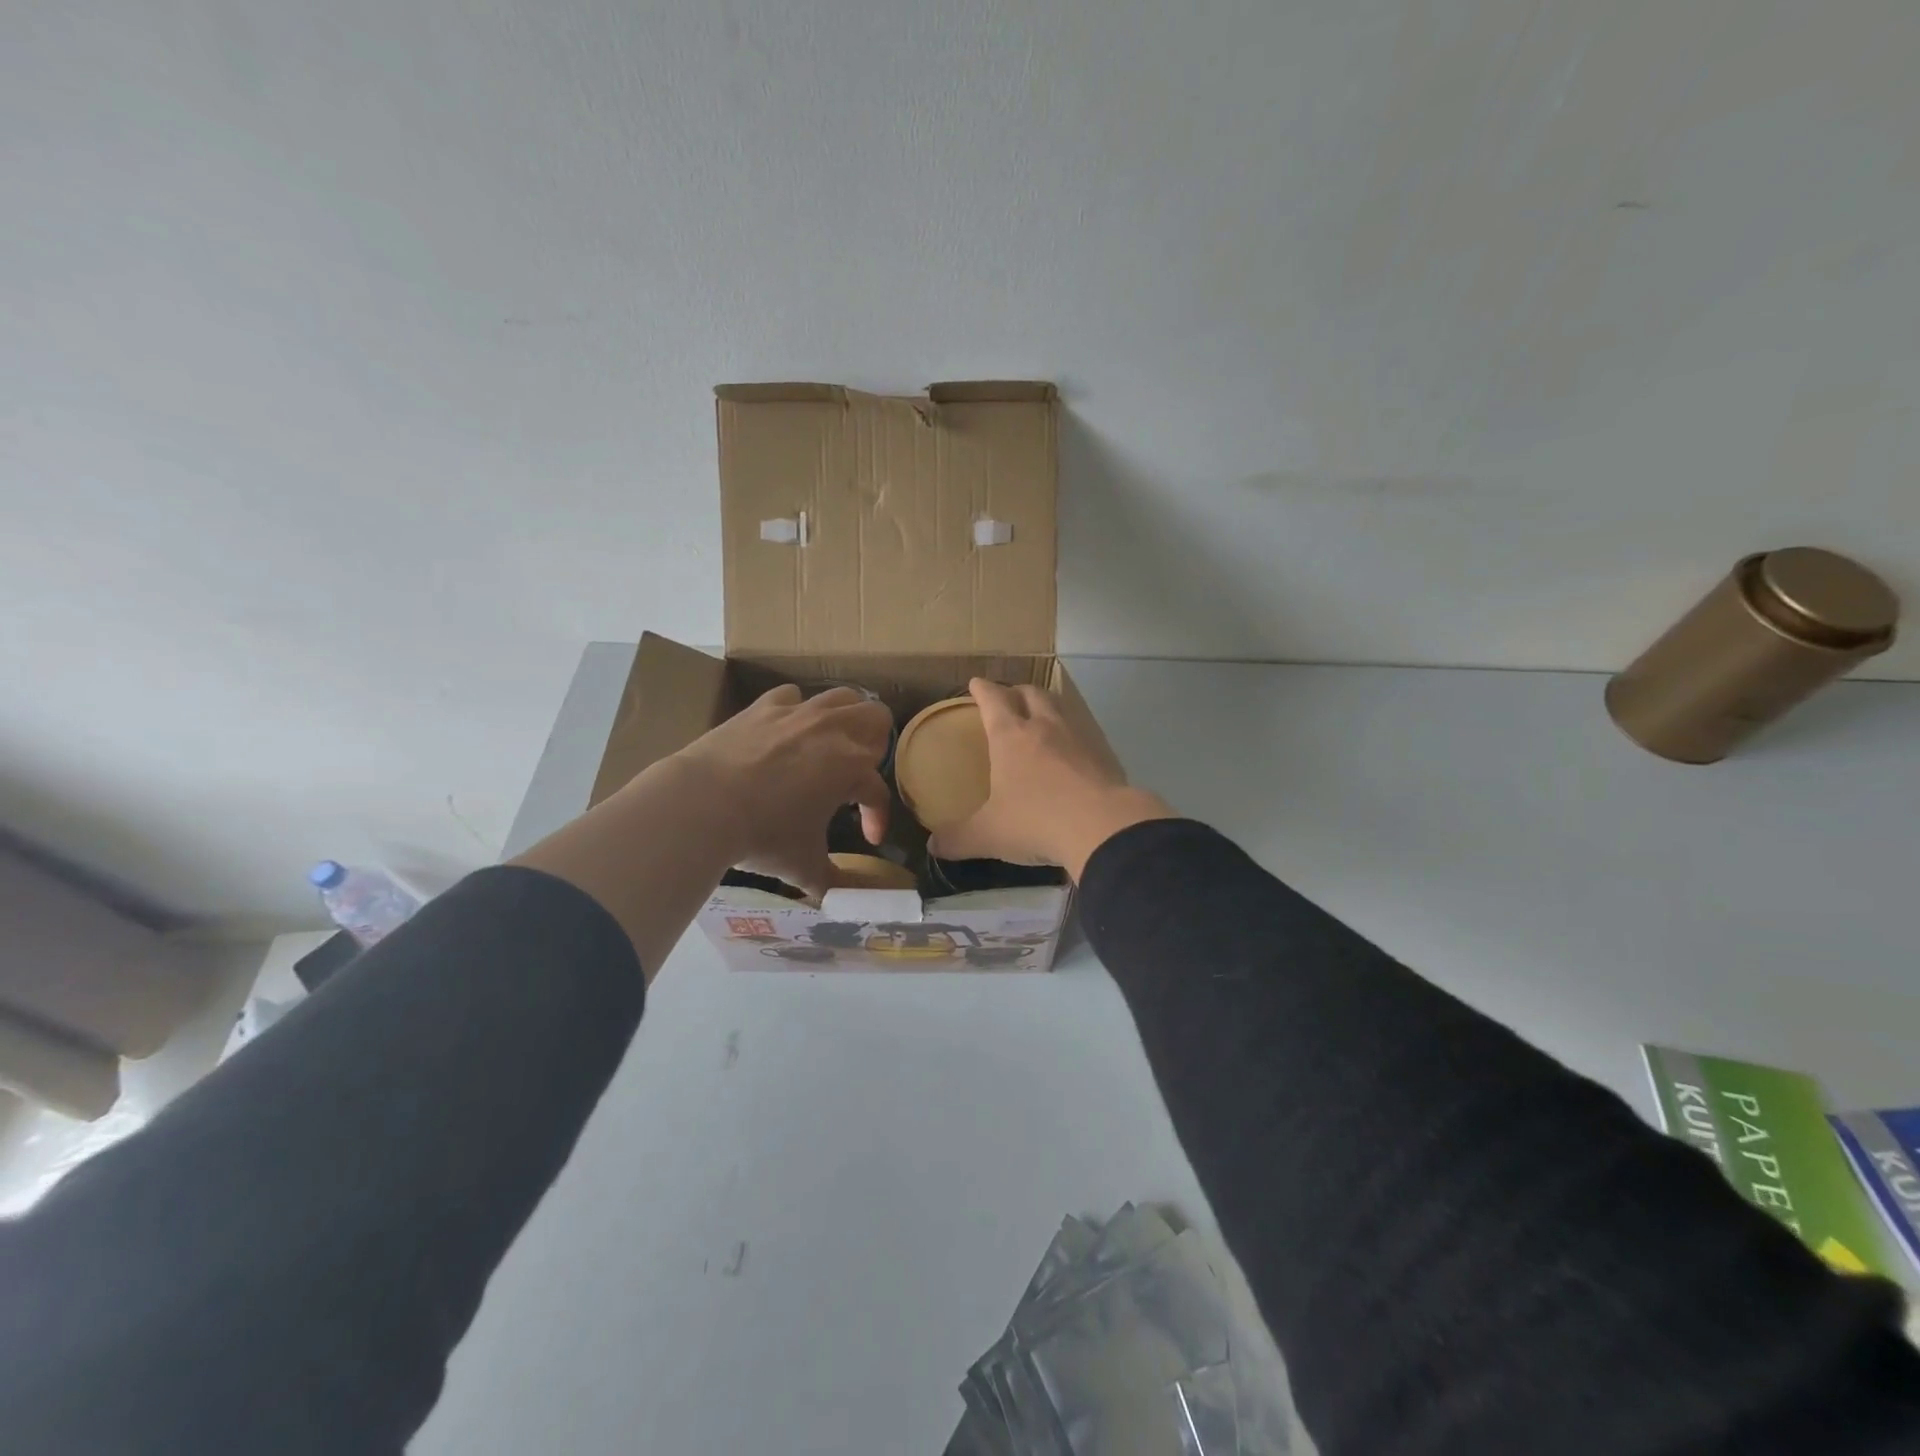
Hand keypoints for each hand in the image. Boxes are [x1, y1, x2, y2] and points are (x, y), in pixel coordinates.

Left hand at [671, 684, 893, 899]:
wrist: (702, 804)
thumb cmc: (762, 836)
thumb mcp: (803, 866)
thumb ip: (832, 881)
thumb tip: (844, 899)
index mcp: (852, 768)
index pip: (878, 792)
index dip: (878, 817)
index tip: (869, 838)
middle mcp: (833, 731)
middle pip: (877, 719)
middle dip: (875, 746)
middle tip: (856, 774)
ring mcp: (798, 713)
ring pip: (843, 697)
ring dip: (846, 718)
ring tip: (833, 743)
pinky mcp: (764, 706)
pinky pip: (792, 696)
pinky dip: (796, 710)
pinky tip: (787, 729)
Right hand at [928, 679, 1175, 879]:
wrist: (1103, 827)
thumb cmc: (1036, 821)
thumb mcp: (989, 834)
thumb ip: (958, 838)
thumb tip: (933, 846)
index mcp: (1010, 736)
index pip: (993, 700)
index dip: (983, 689)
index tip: (976, 683)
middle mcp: (1044, 727)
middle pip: (1030, 693)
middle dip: (1016, 691)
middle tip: (1009, 698)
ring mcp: (1077, 738)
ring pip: (1060, 707)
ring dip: (1047, 705)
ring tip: (1040, 716)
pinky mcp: (1103, 755)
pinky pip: (1083, 733)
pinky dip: (1071, 734)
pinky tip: (1070, 751)